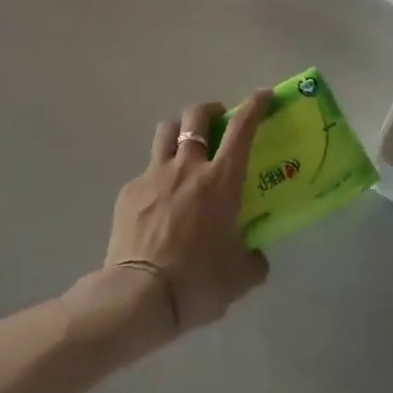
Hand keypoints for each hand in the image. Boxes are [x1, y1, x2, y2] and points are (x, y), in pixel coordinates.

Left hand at [104, 93, 271, 333]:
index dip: (254, 105)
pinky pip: (146, 171)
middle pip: (196, 116)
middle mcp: (188, 167)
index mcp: (222, 180)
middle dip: (210, 111)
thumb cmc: (198, 282)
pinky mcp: (129, 192)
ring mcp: (154, 175)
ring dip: (180, 131)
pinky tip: (159, 201)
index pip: (242, 127)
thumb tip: (256, 256)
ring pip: (167, 131)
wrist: (138, 297)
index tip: (263, 96)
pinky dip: (157, 176)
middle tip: (218, 123)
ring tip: (186, 149)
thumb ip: (253, 260)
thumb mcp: (239, 277)